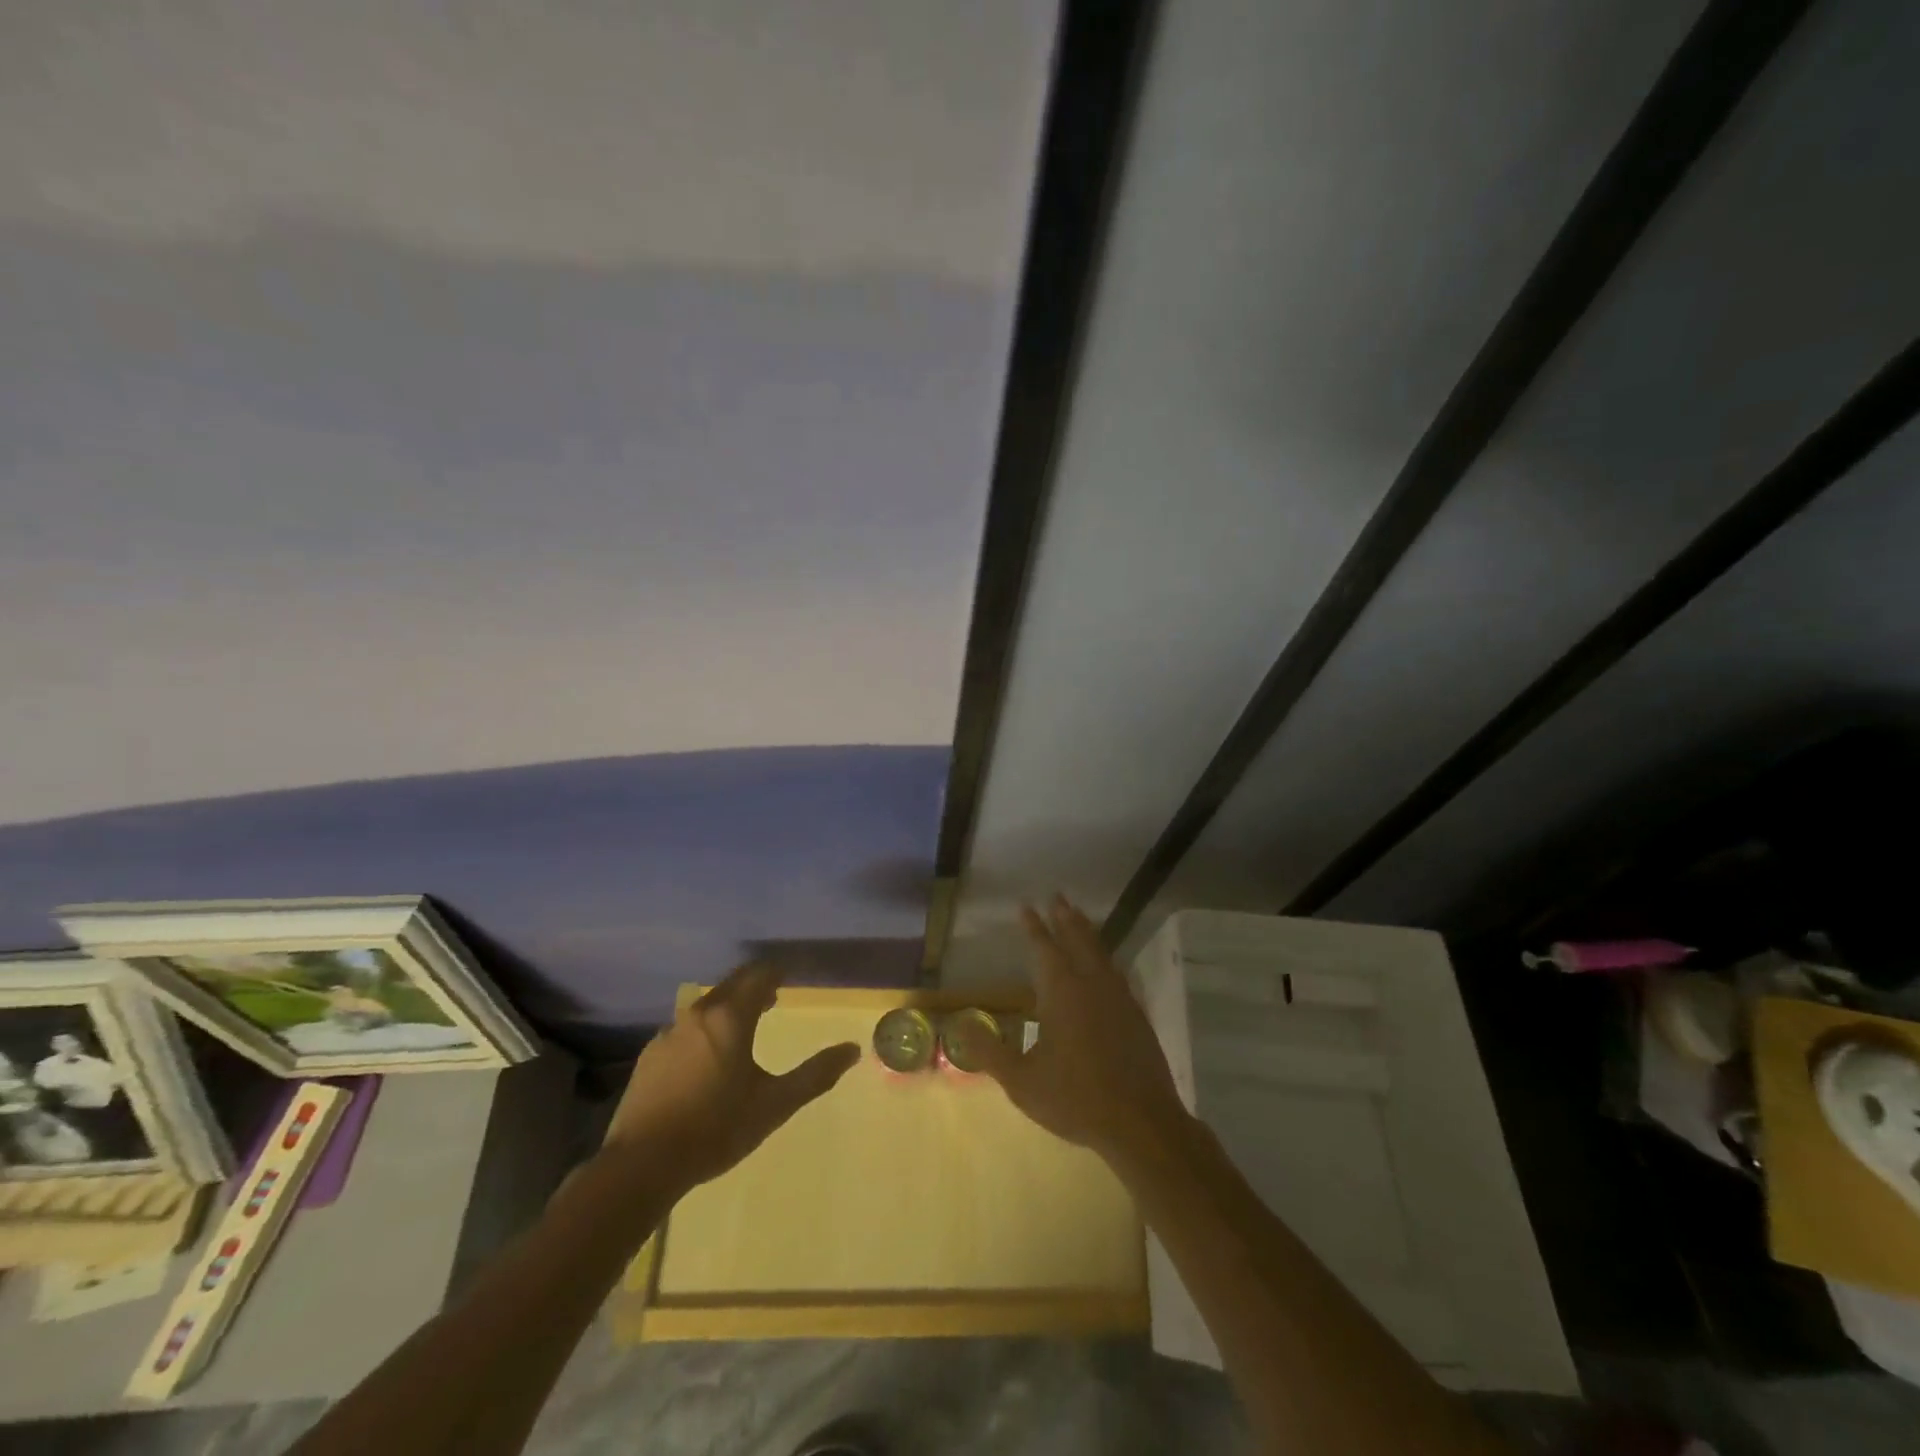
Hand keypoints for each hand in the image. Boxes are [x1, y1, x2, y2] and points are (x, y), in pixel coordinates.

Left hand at [600, 963, 860, 1194]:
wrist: (641, 1165)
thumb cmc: (716, 1128)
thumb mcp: (775, 1104)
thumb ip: (815, 1074)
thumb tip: (853, 1050)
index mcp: (730, 1017)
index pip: (758, 976)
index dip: (776, 972)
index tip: (789, 975)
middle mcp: (697, 1015)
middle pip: (730, 986)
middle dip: (753, 987)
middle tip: (773, 997)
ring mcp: (668, 1034)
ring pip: (705, 1008)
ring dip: (727, 1009)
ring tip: (743, 1027)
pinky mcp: (649, 1058)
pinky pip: (684, 1031)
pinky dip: (703, 1031)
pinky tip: (706, 1059)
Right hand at [979, 896, 1190, 1166]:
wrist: (1141, 1122)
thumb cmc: (1075, 1098)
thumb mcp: (1021, 1081)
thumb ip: (989, 1052)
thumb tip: (959, 1024)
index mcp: (1061, 993)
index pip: (1044, 949)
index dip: (1034, 927)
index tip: (1026, 906)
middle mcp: (1091, 985)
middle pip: (1077, 940)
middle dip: (1064, 917)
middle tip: (1057, 896)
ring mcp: (1119, 997)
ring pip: (1101, 953)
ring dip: (1087, 932)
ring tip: (1079, 916)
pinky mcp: (1136, 1014)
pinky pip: (1117, 973)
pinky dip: (1107, 958)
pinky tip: (1108, 964)